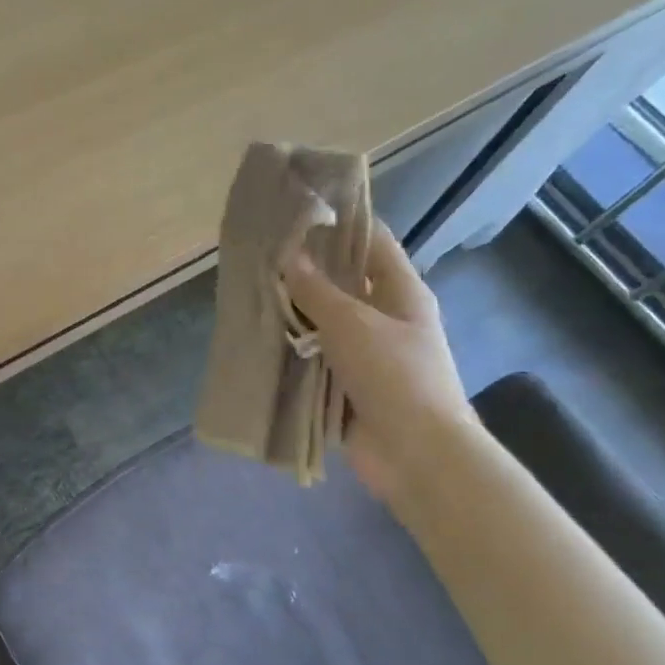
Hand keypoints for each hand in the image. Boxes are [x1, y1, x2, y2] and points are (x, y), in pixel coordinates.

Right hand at [282, 227, 476, 501]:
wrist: (414, 452)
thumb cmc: (394, 376)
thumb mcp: (353, 324)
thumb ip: (317, 290)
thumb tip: (289, 255)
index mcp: (401, 292)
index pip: (371, 242)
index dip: (338, 223)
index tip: (296, 212)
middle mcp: (384, 317)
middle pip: (342, 283)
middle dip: (305, 271)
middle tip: (259, 255)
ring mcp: (365, 354)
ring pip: (324, 323)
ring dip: (293, 313)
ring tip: (249, 292)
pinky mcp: (346, 385)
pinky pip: (315, 359)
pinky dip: (292, 350)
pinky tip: (259, 338)